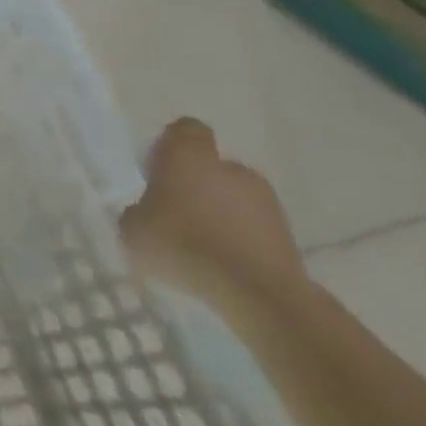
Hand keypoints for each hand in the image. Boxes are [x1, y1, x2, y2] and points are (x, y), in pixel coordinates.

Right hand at [118, 118, 310, 322]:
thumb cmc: (183, 244)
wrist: (258, 295)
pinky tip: (227, 266)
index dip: (172, 145)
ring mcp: (268, 204)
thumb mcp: (133, 227)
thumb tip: (150, 214)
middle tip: (179, 213)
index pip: (186, 130)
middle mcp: (232, 169)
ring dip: (224, 214)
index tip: (159, 170)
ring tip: (205, 246)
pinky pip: (256, 231)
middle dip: (200, 185)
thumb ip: (139, 211)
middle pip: (215, 167)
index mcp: (190, 155)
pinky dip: (243, 241)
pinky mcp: (291, 239)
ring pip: (238, 199)